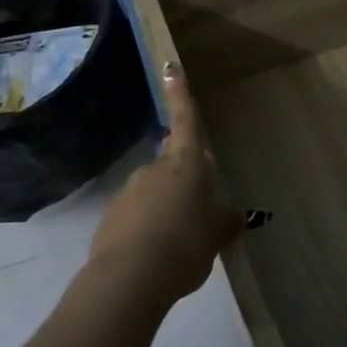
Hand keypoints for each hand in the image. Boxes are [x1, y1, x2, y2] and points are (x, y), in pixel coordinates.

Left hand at [89, 64, 241, 303]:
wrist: (130, 279)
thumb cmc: (186, 245)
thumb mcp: (217, 235)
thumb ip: (226, 222)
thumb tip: (236, 216)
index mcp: (186, 165)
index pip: (186, 121)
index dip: (181, 95)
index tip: (171, 67)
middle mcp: (154, 170)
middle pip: (173, 166)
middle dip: (184, 184)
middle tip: (198, 215)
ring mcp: (128, 192)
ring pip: (153, 193)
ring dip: (165, 209)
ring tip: (178, 244)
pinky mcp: (110, 218)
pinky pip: (136, 217)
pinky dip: (147, 229)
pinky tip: (156, 254)